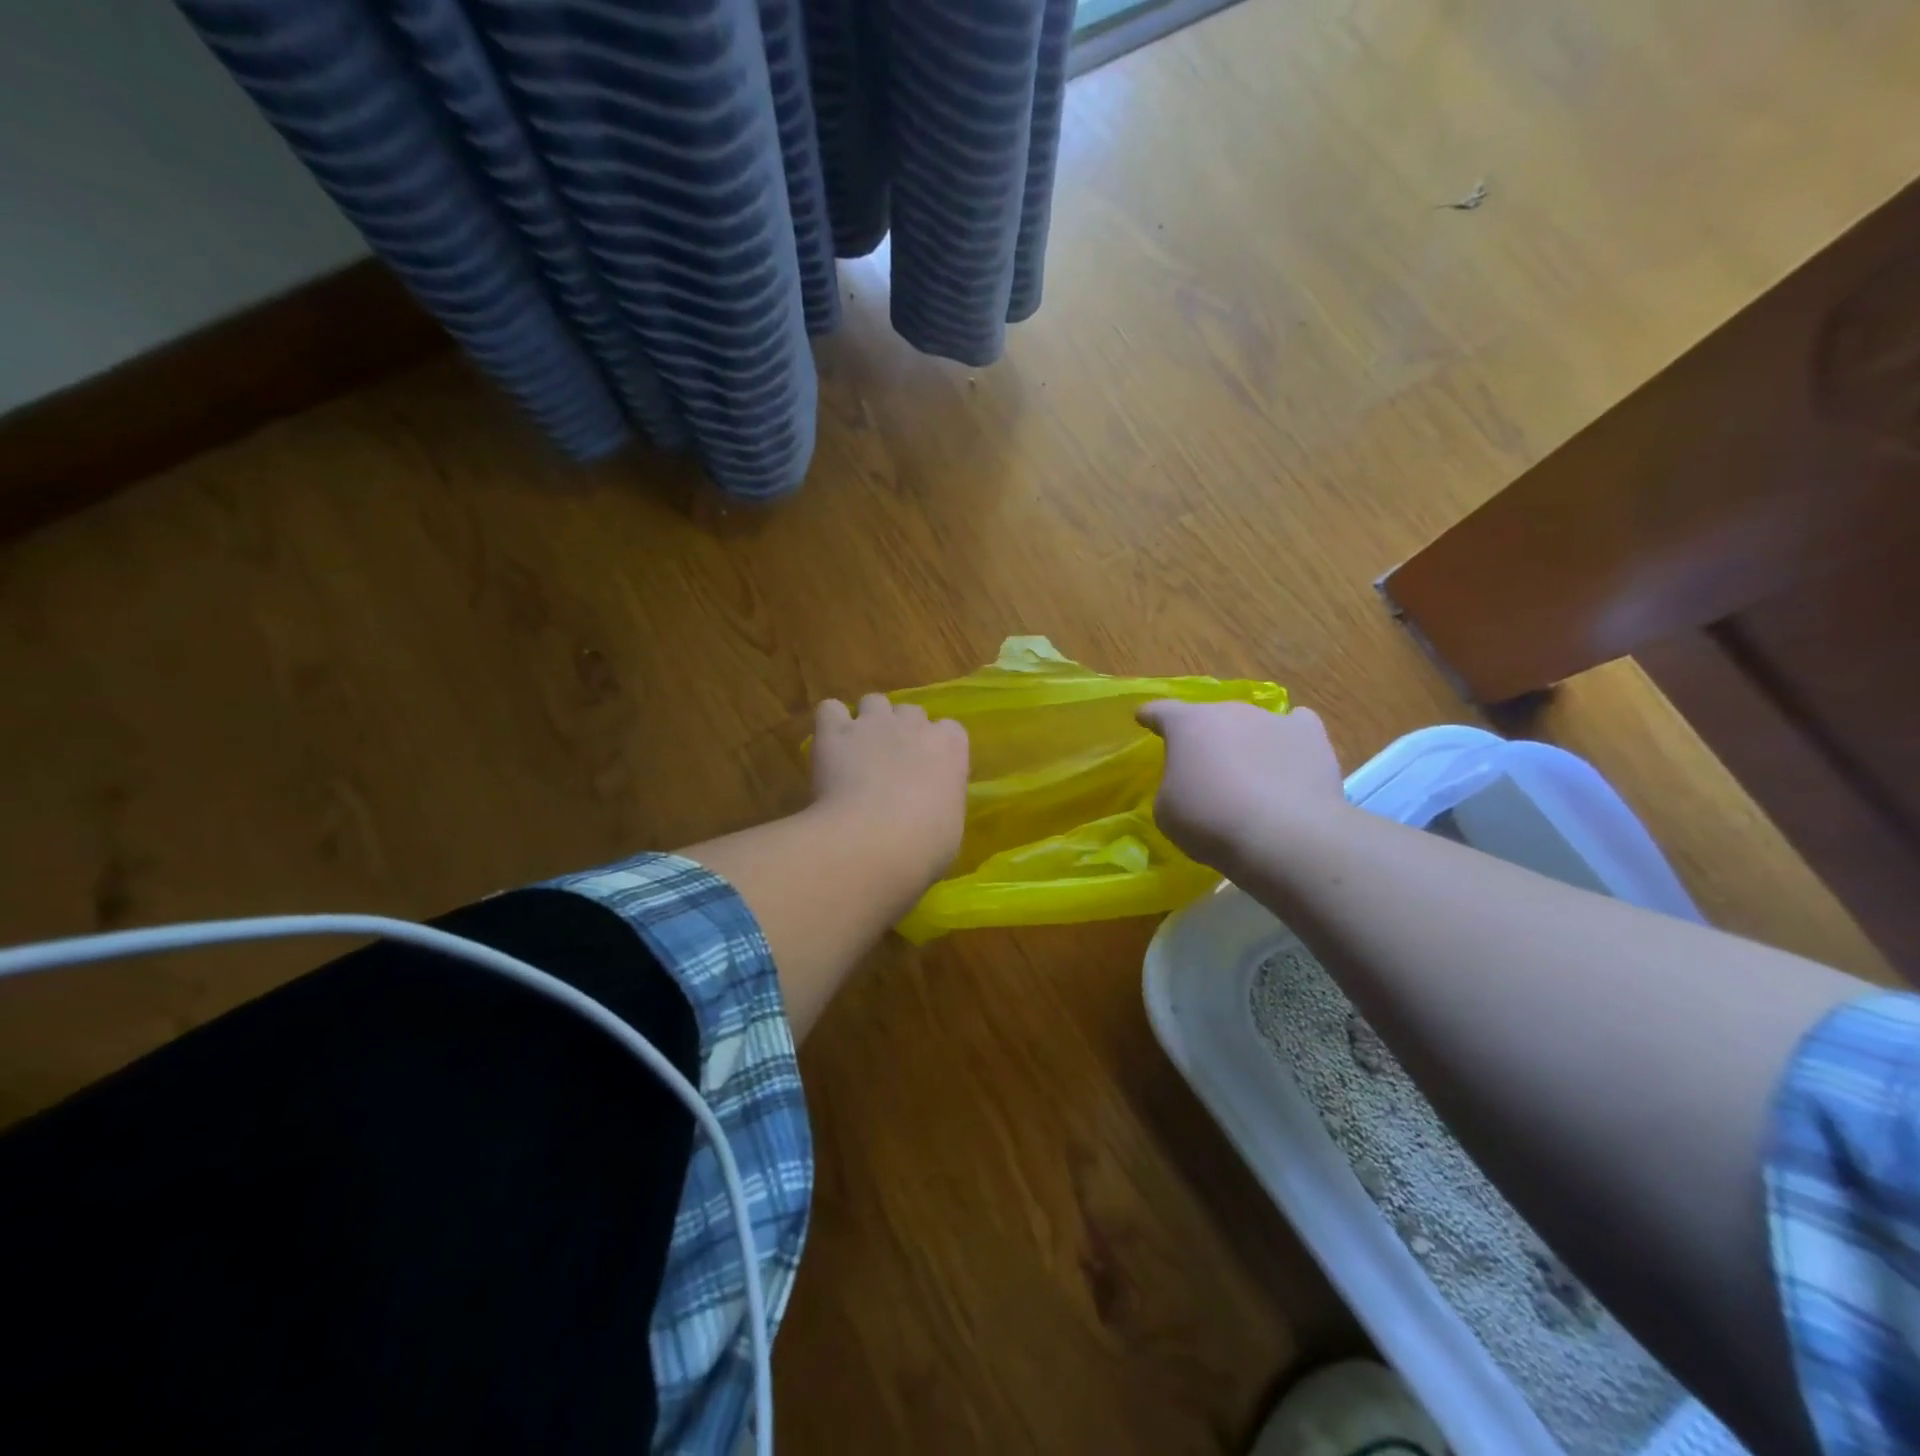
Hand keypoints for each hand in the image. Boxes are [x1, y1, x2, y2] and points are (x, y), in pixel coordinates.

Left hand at [812, 694, 969, 892]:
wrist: (874, 841)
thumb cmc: (923, 845)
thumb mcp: (949, 827)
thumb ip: (940, 803)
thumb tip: (927, 809)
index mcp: (951, 748)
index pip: (951, 730)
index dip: (937, 747)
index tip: (929, 770)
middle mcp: (915, 725)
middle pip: (911, 712)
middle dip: (903, 731)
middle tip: (891, 762)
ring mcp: (874, 723)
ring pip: (874, 701)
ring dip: (868, 720)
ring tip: (858, 750)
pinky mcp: (835, 731)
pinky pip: (830, 709)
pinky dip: (830, 723)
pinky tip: (828, 746)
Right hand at [1137, 701, 1344, 869]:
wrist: (1282, 836)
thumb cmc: (1210, 822)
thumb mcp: (1166, 811)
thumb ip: (1172, 788)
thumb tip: (1189, 785)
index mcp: (1187, 725)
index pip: (1161, 711)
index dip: (1150, 716)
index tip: (1144, 717)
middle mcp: (1229, 711)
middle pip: (1210, 717)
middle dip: (1205, 737)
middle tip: (1204, 767)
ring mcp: (1273, 719)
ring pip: (1252, 722)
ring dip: (1245, 741)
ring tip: (1250, 772)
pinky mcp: (1310, 736)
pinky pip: (1296, 725)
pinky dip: (1289, 738)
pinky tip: (1290, 759)